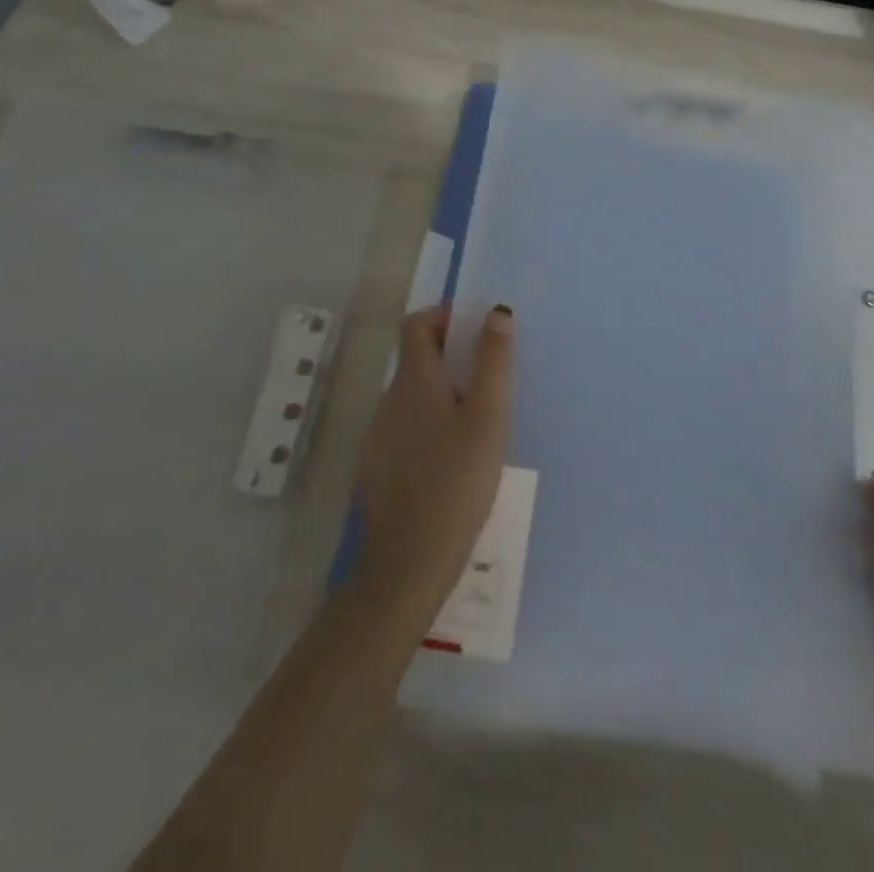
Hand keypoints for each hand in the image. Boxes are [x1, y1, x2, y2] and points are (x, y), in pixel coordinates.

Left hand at [351, 306, 515, 629]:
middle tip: (488, 383)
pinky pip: (405, 430)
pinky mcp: (377, 468)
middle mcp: (389, 400)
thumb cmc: (456, 481)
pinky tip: (452, 462)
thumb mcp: (488, 417)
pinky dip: (428, 427)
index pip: (416, 324)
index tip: (475, 333)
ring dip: (441, 395)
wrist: (408, 561)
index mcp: (414, 381)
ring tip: (477, 426)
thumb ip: (493, 362)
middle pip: (415, 360)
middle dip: (450, 359)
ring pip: (411, 397)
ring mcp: (378, 435)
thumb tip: (496, 312)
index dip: (443, 317)